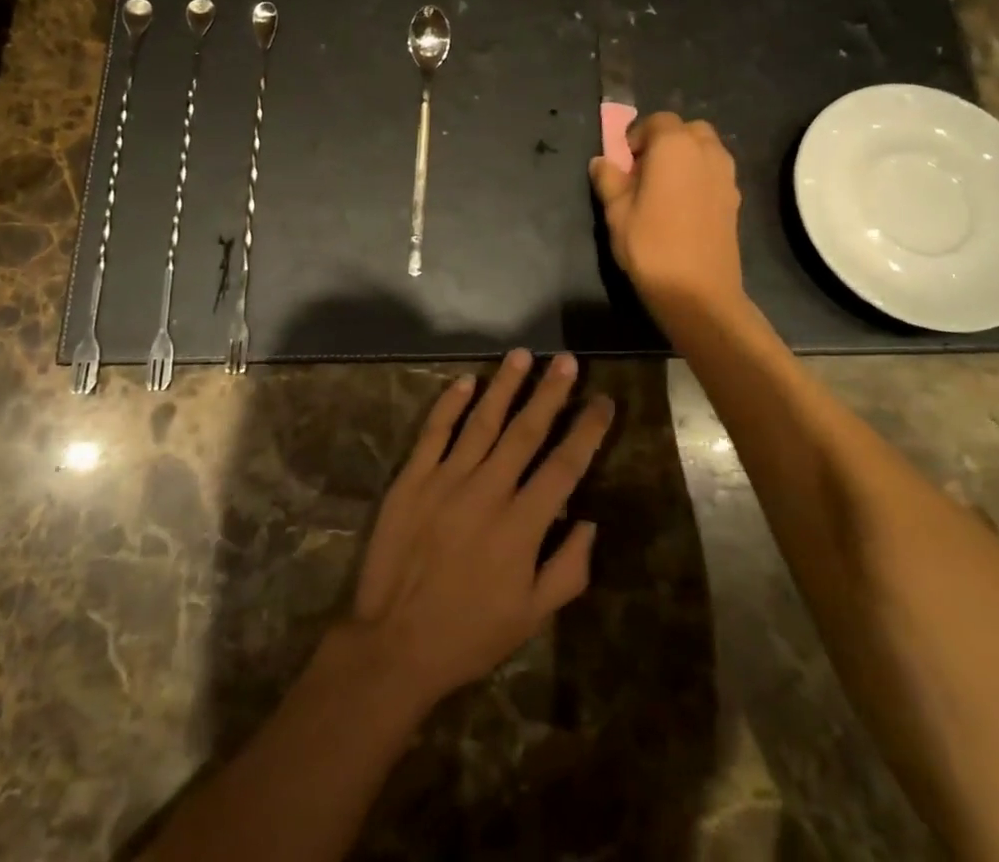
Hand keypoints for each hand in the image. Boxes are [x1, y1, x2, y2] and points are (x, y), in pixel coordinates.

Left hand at [344, 350, 613, 711]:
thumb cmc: (470, 634)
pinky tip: (466, 381)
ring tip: (521, 355)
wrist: (395, 643)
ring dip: (504, 386)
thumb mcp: (532, 617)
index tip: (603, 401)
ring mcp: (446, 479)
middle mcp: (488, 490)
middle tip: (566, 359)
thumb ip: (569, 569)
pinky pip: (434, 432)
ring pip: (482, 421)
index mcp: (522, 524)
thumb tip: (590, 520)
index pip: (564, 465)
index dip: (587, 431)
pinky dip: (450, 404)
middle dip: (550, 393)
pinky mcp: (412, 478)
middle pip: (526, 431)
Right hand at [589, 112, 744, 315]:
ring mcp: (727, 175)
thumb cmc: (650, 245)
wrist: (698, 292)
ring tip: (663, 189)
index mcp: (675, 146)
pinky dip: (698, 176)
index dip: (637, 136)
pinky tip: (681, 207)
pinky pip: (714, 172)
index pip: (657, 121)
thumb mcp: (616, 212)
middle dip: (665, 142)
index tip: (624, 162)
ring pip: (705, 150)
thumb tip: (602, 161)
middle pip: (687, 130)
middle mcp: (707, 152)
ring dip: (684, 158)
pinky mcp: (735, 199)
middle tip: (644, 171)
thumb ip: (608, 179)